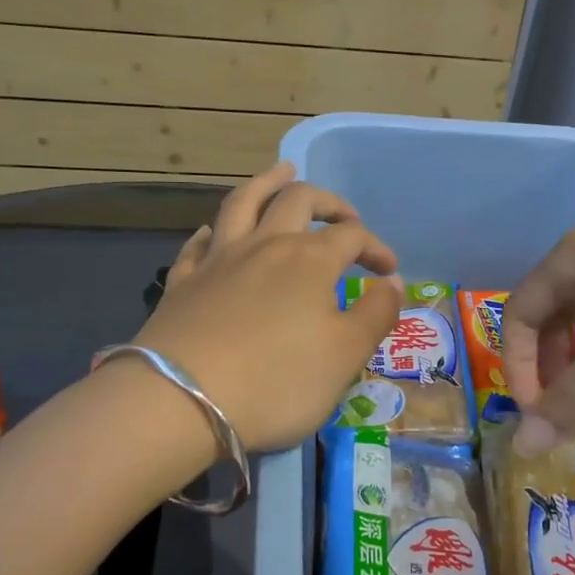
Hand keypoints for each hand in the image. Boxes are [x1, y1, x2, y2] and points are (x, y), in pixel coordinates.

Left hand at [138, 162, 403, 449]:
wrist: (181, 403)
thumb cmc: (278, 381)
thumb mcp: (346, 355)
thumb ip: (377, 313)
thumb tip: (392, 281)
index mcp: (310, 259)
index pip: (352, 236)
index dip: (375, 248)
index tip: (389, 271)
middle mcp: (265, 245)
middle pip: (298, 201)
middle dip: (329, 203)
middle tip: (345, 216)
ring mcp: (218, 260)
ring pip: (244, 202)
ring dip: (268, 182)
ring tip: (283, 171)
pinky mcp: (183, 282)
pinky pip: (198, 243)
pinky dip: (214, 230)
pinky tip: (215, 232)